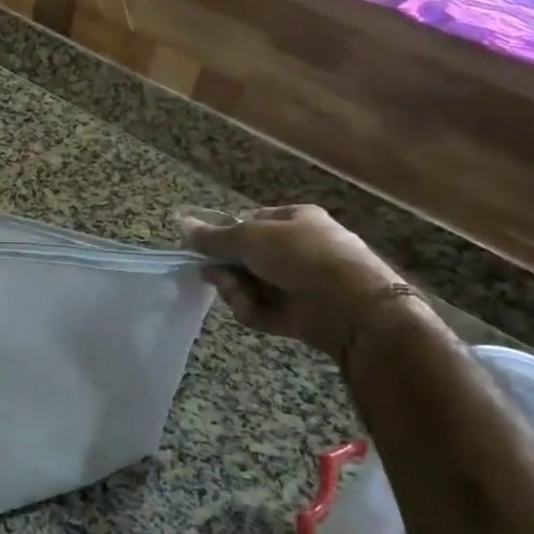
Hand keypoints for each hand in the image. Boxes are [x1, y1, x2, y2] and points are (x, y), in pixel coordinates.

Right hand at [180, 205, 412, 360]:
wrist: (351, 305)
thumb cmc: (300, 255)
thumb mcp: (250, 237)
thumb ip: (214, 236)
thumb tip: (183, 224)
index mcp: (296, 220)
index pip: (251, 222)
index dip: (226, 234)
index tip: (204, 247)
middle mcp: (298, 249)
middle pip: (246, 258)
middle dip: (226, 267)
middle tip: (211, 273)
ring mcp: (298, 284)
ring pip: (249, 285)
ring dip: (235, 290)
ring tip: (236, 293)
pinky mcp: (297, 314)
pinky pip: (262, 309)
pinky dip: (252, 309)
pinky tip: (251, 309)